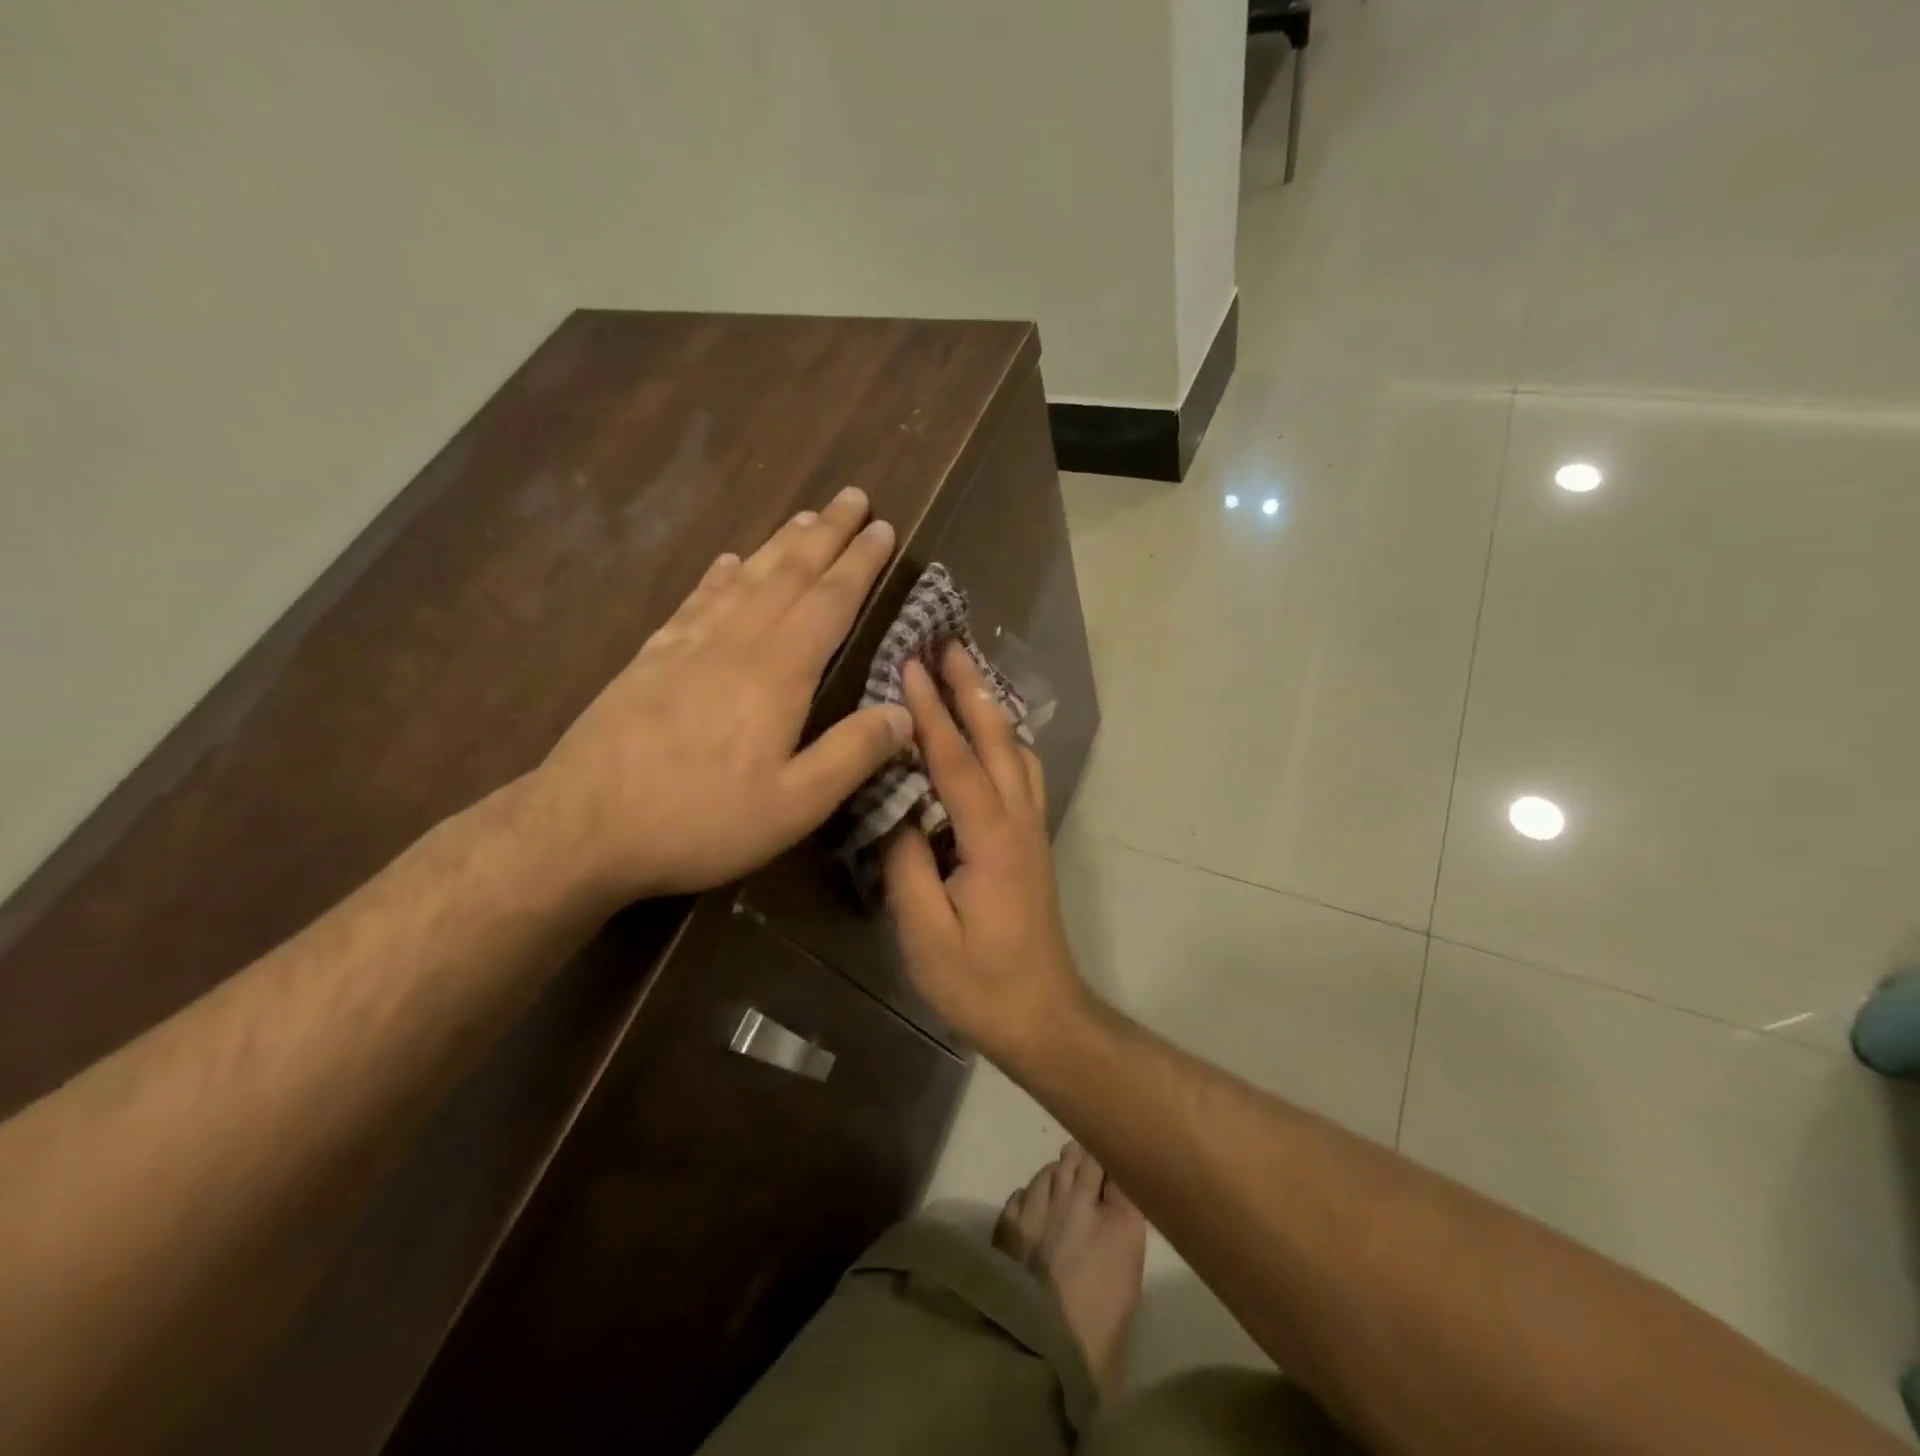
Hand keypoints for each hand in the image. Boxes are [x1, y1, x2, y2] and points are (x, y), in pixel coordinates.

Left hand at [532, 486, 910, 899]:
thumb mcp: (794, 806)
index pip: (830, 602)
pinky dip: (719, 575)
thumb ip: (851, 755)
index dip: (860, 564)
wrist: (582, 827)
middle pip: (788, 574)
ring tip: (804, 517)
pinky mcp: (651, 659)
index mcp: (778, 674)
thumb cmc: (700, 820)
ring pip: (745, 579)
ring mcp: (688, 646)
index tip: (883, 527)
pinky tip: (728, 561)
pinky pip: (696, 601)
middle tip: (852, 498)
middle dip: (826, 534)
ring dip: (779, 545)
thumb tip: (904, 714)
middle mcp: (736, 644)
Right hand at [883, 643, 1088, 1061]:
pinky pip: (1021, 773)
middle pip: (997, 740)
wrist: (1042, 1015)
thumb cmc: (979, 982)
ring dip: (991, 709)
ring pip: (1016, 752)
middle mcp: (1019, 821)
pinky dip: (1002, 740)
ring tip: (965, 678)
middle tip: (949, 644)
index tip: (910, 664)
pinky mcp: (1031, 842)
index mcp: (991, 839)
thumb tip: (894, 809)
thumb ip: (907, 863)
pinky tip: (986, 737)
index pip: (956, 761)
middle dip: (972, 689)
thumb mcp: (925, 932)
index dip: (930, 712)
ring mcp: (1031, 830)